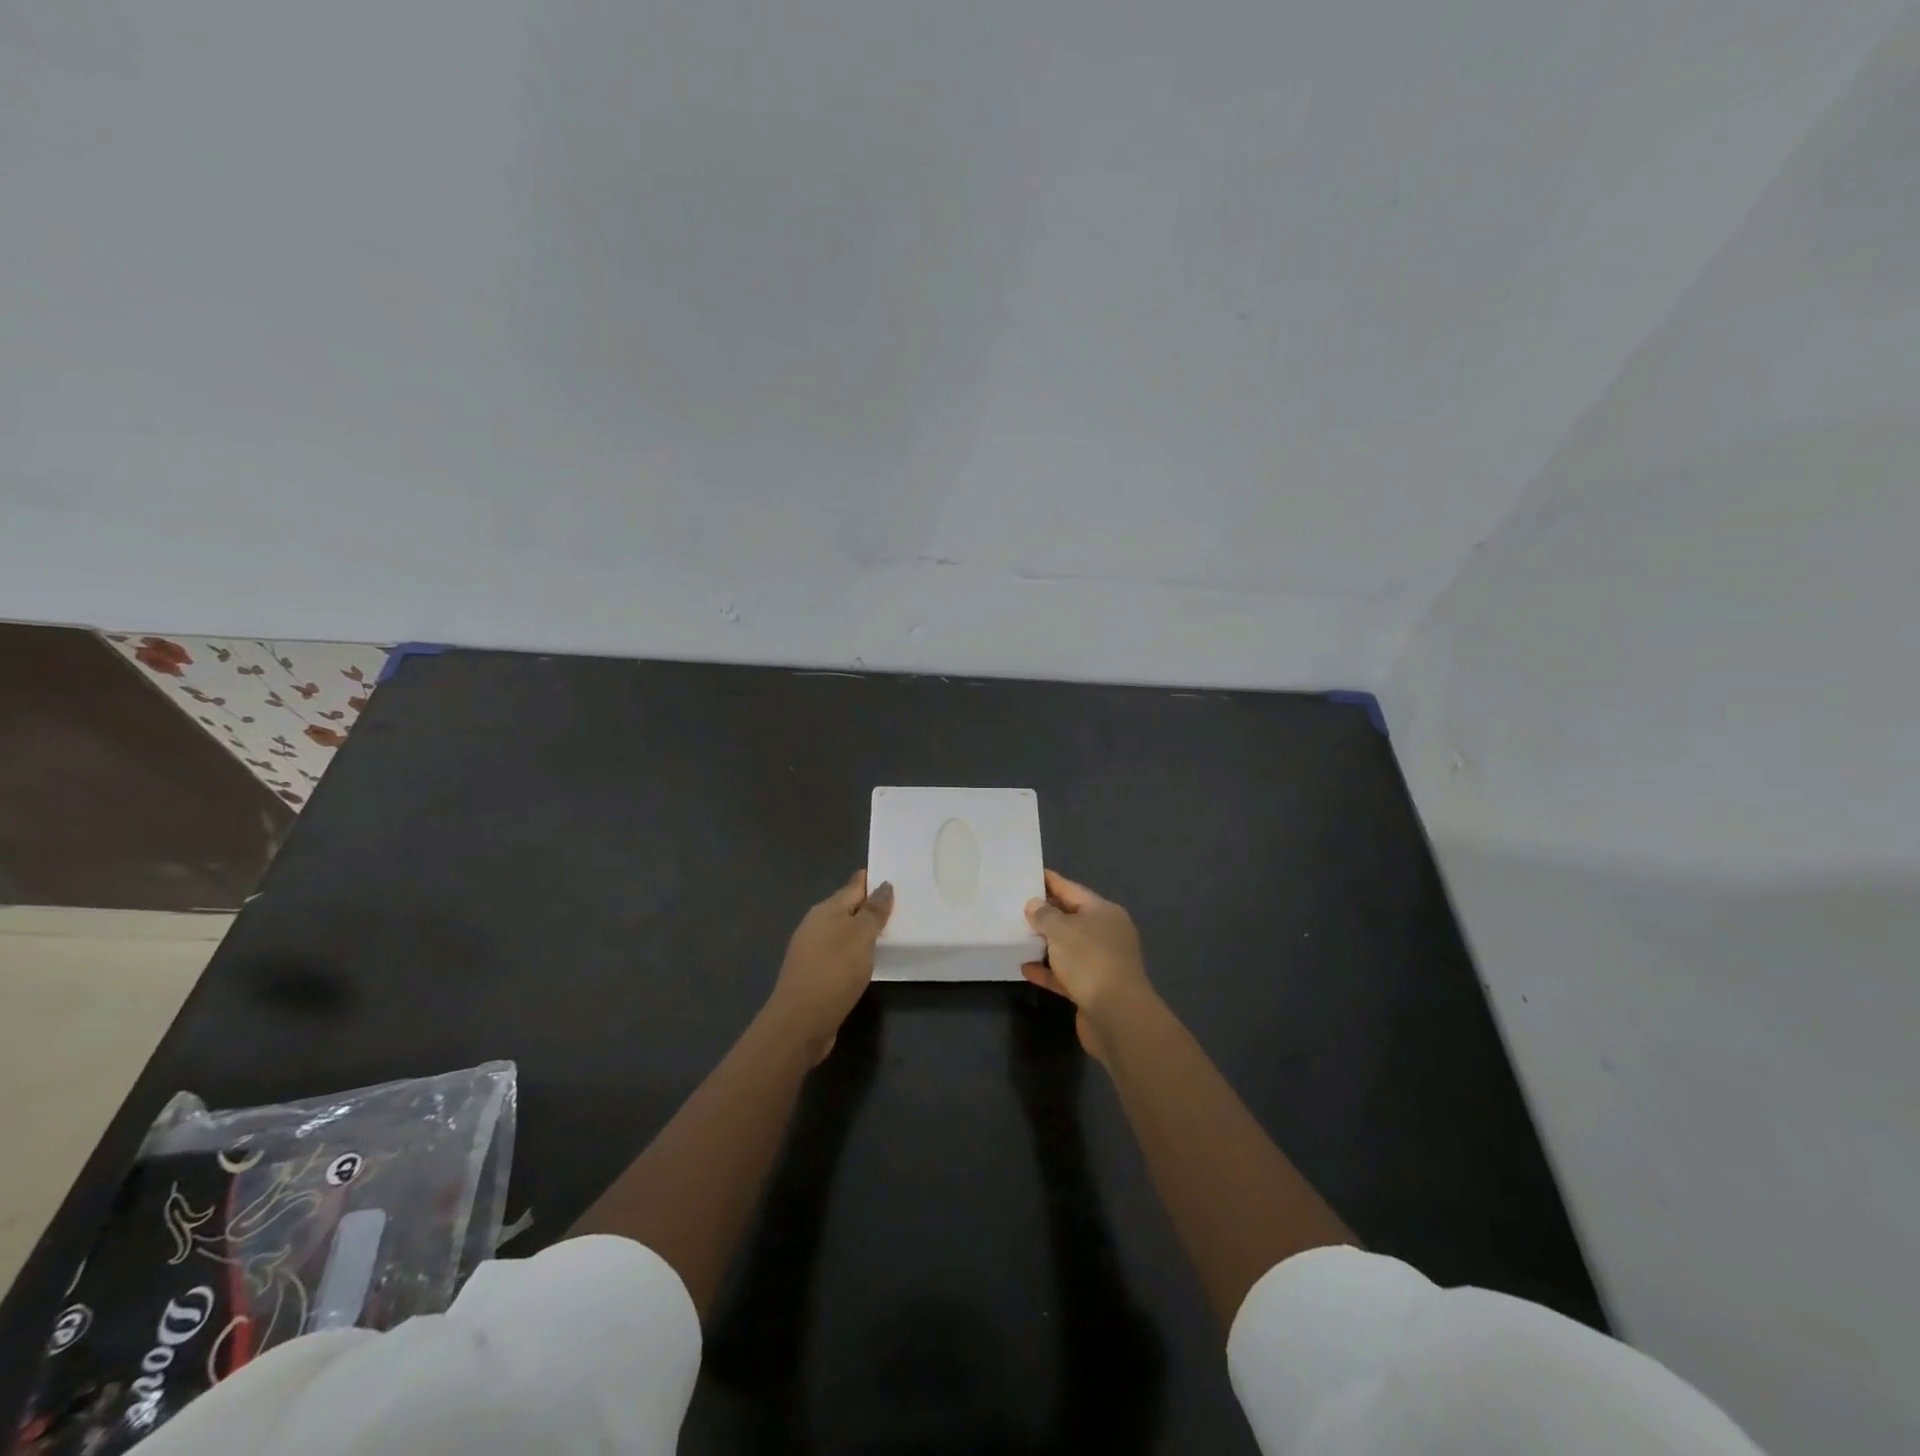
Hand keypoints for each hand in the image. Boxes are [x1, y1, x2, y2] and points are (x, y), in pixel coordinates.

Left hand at [767, 871, 893, 1062]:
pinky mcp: (814, 973)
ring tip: (891, 930)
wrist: (800, 1022)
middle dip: (870, 904)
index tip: (895, 875)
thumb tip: (883, 885)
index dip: (872, 880)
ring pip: (843, 931)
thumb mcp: (860, 937)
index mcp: (826, 910)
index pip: (854, 886)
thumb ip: (873, 911)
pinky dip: (856, 951)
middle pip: (847, 907)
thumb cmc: (834, 971)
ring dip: (863, 929)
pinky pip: (841, 952)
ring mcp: (812, 950)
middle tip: (902, 903)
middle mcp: (816, 925)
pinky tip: (869, 959)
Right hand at [1023, 870, 1153, 1061]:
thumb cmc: (1090, 960)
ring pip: (1068, 947)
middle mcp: (1106, 934)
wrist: (1117, 1016)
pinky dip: (1047, 970)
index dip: (1051, 881)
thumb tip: (1034, 904)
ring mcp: (1100, 962)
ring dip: (1045, 943)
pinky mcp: (1092, 988)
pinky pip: (1065, 974)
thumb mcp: (1062, 930)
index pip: (1073, 890)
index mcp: (1104, 912)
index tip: (1029, 873)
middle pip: (1071, 917)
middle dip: (1046, 913)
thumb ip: (1045, 914)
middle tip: (1016, 905)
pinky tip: (1025, 968)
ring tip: (1016, 935)